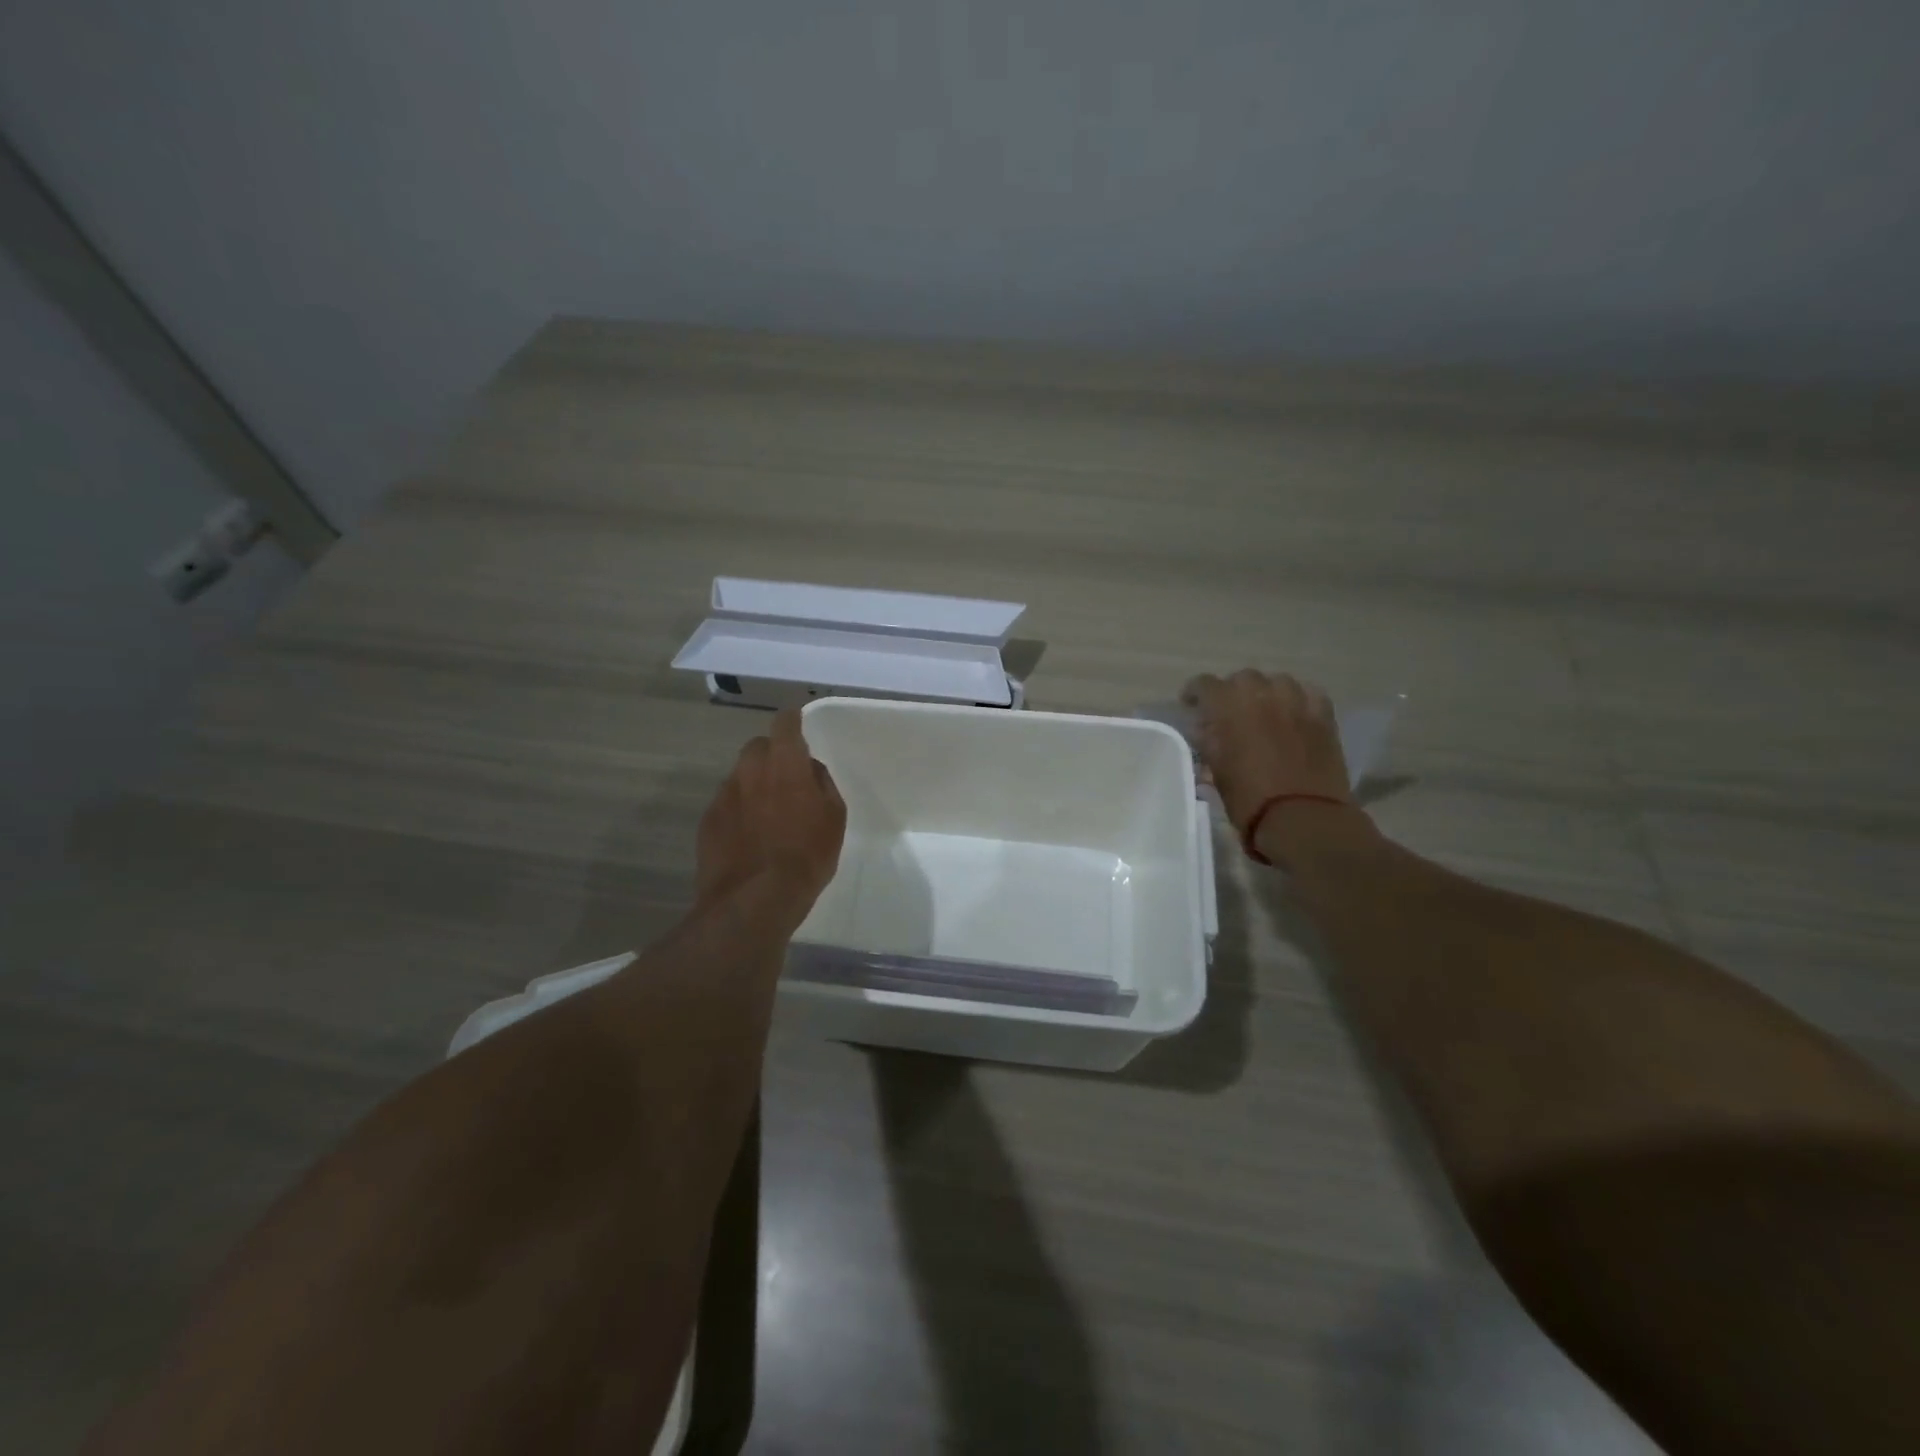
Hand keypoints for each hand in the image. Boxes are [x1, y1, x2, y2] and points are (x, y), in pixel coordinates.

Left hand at [696, 709, 846, 914]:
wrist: (755, 900)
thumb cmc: (806, 856)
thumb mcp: (834, 819)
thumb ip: (822, 784)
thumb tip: (810, 770)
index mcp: (785, 765)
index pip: (785, 725)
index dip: (791, 720)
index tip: (796, 721)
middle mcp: (750, 771)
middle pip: (757, 747)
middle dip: (771, 754)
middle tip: (786, 777)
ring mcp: (724, 795)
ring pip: (740, 776)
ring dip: (753, 784)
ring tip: (767, 813)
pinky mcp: (708, 820)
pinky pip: (726, 803)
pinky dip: (738, 810)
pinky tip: (749, 836)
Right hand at [1182, 670, 1356, 842]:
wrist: (1304, 819)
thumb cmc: (1250, 800)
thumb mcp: (1217, 772)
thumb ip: (1209, 743)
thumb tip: (1205, 729)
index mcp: (1229, 707)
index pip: (1205, 684)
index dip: (1195, 693)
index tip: (1191, 706)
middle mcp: (1263, 695)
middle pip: (1243, 678)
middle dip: (1232, 691)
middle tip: (1228, 713)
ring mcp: (1297, 702)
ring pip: (1278, 681)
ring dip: (1266, 692)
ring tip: (1263, 711)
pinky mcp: (1324, 716)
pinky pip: (1309, 693)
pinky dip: (1297, 699)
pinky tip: (1294, 714)